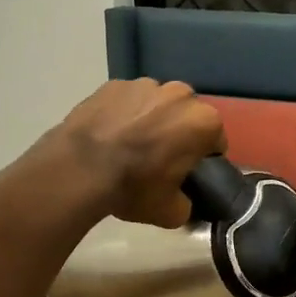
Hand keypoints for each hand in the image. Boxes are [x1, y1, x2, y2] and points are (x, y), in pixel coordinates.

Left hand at [47, 79, 225, 227]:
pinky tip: (109, 135)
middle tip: (159, 159)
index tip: (187, 173)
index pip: (215, 142)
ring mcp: (144, 84)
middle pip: (187, 116)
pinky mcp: (113, 84)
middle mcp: (180, 94)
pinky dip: (123, 113)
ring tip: (130, 145)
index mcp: (203, 122)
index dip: (203, 159)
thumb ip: (187, 204)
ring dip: (151, 120)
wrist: (79, 169)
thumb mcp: (171, 212)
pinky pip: (127, 101)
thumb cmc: (134, 187)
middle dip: (178, 133)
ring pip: (157, 104)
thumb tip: (183, 201)